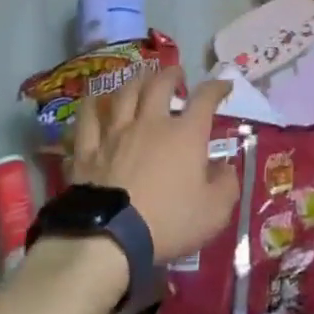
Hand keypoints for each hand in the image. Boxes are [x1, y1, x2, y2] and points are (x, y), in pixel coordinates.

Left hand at [69, 70, 238, 262]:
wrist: (109, 239)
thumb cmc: (168, 222)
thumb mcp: (214, 212)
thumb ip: (226, 186)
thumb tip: (225, 168)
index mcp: (185, 134)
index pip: (205, 99)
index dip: (216, 87)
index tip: (223, 85)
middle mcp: (150, 123)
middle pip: (159, 85)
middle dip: (171, 74)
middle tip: (176, 74)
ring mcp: (115, 134)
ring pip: (124, 94)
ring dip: (134, 82)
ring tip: (140, 79)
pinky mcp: (87, 151)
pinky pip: (87, 119)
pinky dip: (92, 106)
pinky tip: (94, 101)